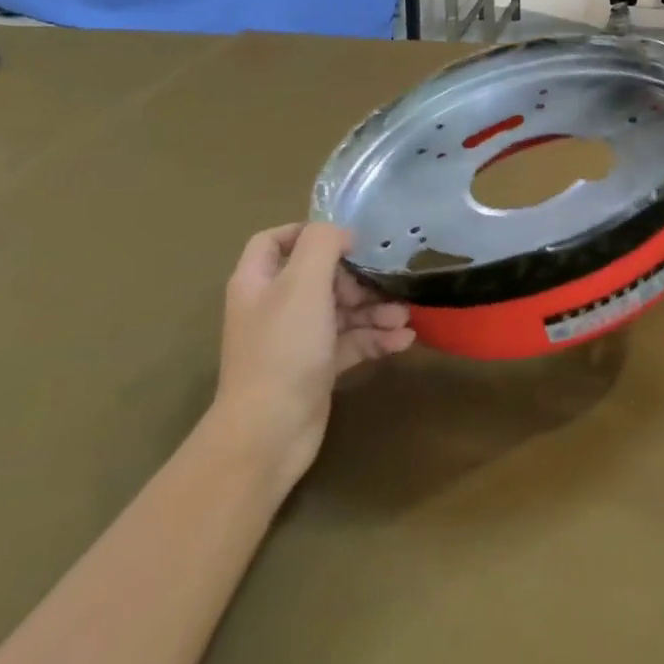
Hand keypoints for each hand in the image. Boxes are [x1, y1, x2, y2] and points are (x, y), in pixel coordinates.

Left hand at [212, 223, 413, 485]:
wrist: (269, 431)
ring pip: (341, 311)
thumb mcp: (302, 284)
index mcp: (259, 282)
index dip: (308, 232)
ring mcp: (296, 339)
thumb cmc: (284, 348)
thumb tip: (342, 234)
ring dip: (375, 310)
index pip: (275, 240)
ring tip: (405, 315)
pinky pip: (351, 342)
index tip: (348, 239)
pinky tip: (404, 340)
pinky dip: (376, 339)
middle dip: (358, 279)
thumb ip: (322, 245)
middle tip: (385, 285)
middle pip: (320, 276)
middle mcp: (275, 307)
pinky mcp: (316, 368)